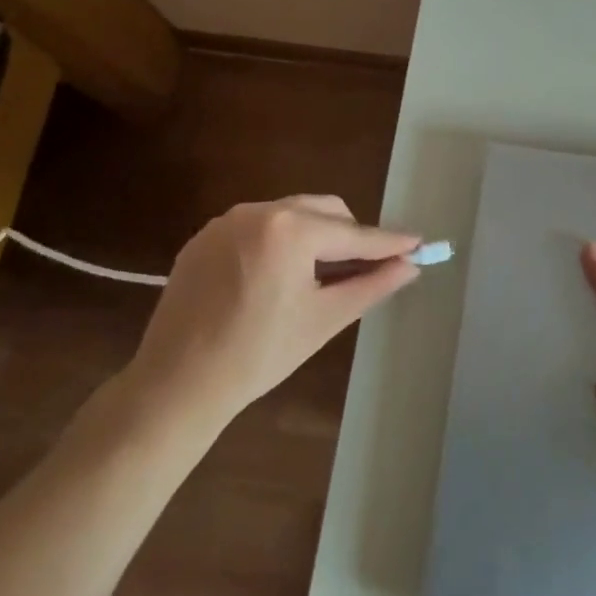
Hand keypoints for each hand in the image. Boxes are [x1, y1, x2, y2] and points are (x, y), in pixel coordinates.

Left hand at [121, 195, 420, 438]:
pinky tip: (277, 277)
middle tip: (366, 269)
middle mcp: (259, 210)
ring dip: (315, 236)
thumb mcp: (324, 319)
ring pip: (291, 214)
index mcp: (291, 229)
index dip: (389, 242)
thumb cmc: (258, 355)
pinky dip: (279, 242)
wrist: (175, 384)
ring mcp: (227, 220)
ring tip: (320, 275)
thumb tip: (410, 265)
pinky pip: (258, 227)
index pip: (353, 234)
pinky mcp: (204, 237)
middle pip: (324, 210)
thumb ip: (372, 285)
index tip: (419, 242)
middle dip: (349, 235)